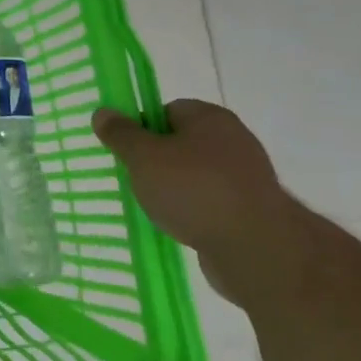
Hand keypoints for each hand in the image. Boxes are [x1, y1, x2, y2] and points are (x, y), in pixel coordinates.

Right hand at [91, 99, 305, 302]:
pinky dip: (195, 211)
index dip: (143, 129)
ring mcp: (247, 176)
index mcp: (210, 117)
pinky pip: (212, 202)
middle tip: (138, 180)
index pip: (167, 110)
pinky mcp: (253, 210)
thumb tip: (103, 112)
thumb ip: (121, 134)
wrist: (257, 251)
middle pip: (181, 142)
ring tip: (157, 208)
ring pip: (196, 174)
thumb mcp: (144, 158)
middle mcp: (233, 139)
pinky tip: (182, 226)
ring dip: (176, 189)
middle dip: (157, 160)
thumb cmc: (195, 191)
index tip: (129, 153)